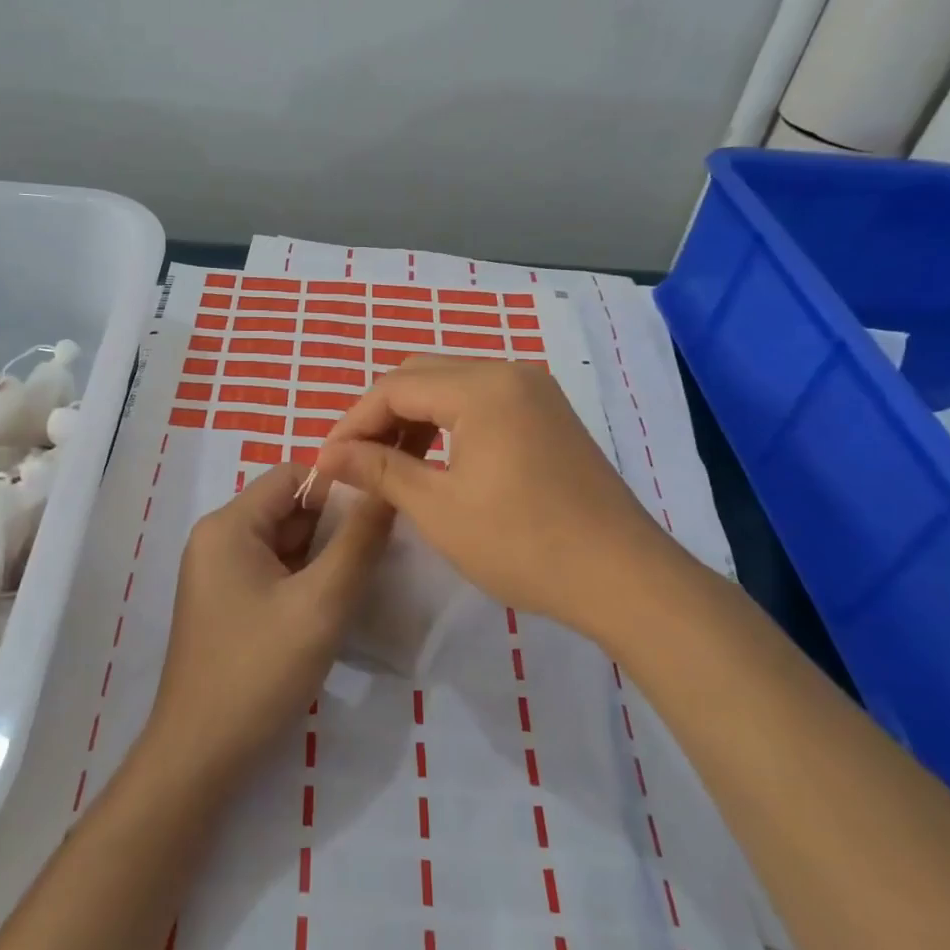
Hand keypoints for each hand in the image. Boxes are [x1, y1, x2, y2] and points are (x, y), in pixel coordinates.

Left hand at [142, 462, 391, 789]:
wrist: (200, 755)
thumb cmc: (258, 671)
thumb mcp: (321, 604)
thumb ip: (358, 542)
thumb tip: (384, 490)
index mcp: (228, 525)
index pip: (293, 476)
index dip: (339, 489)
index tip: (379, 519)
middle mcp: (217, 539)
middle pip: (288, 509)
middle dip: (335, 526)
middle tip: (381, 554)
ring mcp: (218, 573)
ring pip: (284, 543)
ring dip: (323, 556)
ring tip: (363, 580)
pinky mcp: (226, 604)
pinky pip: (273, 572)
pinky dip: (305, 580)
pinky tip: (333, 606)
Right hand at [316, 357, 668, 631]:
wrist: (623, 576)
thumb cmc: (523, 544)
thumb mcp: (439, 508)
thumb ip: (380, 470)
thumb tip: (331, 455)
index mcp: (481, 387)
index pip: (394, 387)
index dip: (352, 422)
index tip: (326, 461)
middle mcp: (509, 372)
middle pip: (422, 375)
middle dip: (380, 414)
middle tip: (354, 460)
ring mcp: (535, 391)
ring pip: (452, 385)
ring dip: (413, 416)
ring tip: (388, 462)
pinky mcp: (548, 413)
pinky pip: (482, 401)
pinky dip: (448, 422)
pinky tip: (435, 458)